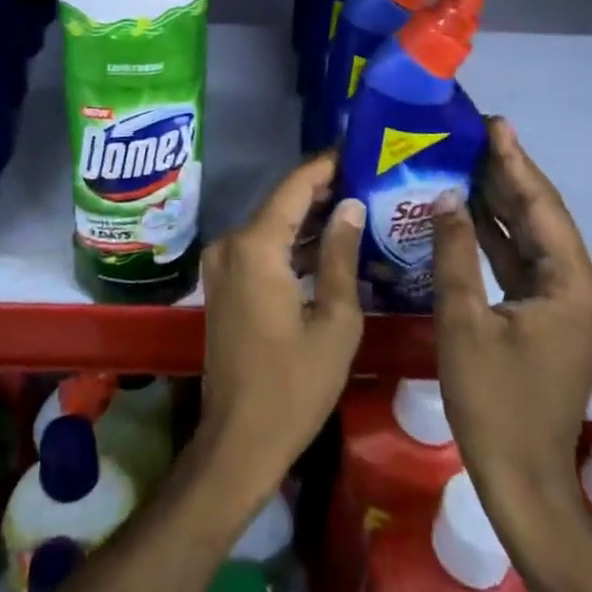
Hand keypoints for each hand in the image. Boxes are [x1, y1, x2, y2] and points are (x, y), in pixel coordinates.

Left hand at [196, 154, 364, 491]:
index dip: (326, 165)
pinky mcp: (224, 282)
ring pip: (272, 224)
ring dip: (309, 217)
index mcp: (255, 246)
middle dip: (323, 190)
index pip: (295, 186)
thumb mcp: (334, 321)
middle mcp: (231, 243)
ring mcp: (222, 263)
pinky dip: (292, 243)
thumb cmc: (293, 386)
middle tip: (369, 178)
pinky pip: (262, 247)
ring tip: (358, 203)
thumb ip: (340, 255)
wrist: (238, 442)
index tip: (358, 149)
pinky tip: (328, 242)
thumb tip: (351, 205)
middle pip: (282, 202)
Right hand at [432, 118, 591, 519]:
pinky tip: (471, 212)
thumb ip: (455, 252)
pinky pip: (526, 264)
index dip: (516, 163)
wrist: (522, 481)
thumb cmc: (492, 401)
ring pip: (534, 239)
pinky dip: (500, 238)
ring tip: (470, 160)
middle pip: (543, 219)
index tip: (494, 124)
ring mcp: (570, 306)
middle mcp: (583, 289)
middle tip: (477, 133)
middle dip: (510, 175)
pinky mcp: (553, 319)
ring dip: (504, 203)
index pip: (542, 209)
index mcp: (573, 287)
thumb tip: (445, 196)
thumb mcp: (464, 321)